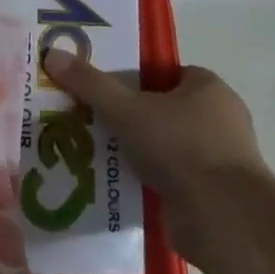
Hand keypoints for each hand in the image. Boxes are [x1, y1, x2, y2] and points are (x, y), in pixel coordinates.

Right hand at [40, 51, 271, 265]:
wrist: (223, 219)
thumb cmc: (180, 147)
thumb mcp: (125, 108)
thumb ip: (89, 83)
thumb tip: (51, 54)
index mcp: (209, 89)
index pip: (165, 72)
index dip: (132, 76)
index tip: (100, 87)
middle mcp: (219, 119)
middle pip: (161, 108)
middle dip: (126, 114)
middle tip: (87, 116)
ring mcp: (217, 158)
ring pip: (162, 144)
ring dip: (132, 148)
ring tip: (89, 147)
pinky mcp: (209, 192)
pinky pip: (167, 175)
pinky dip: (142, 177)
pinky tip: (109, 179)